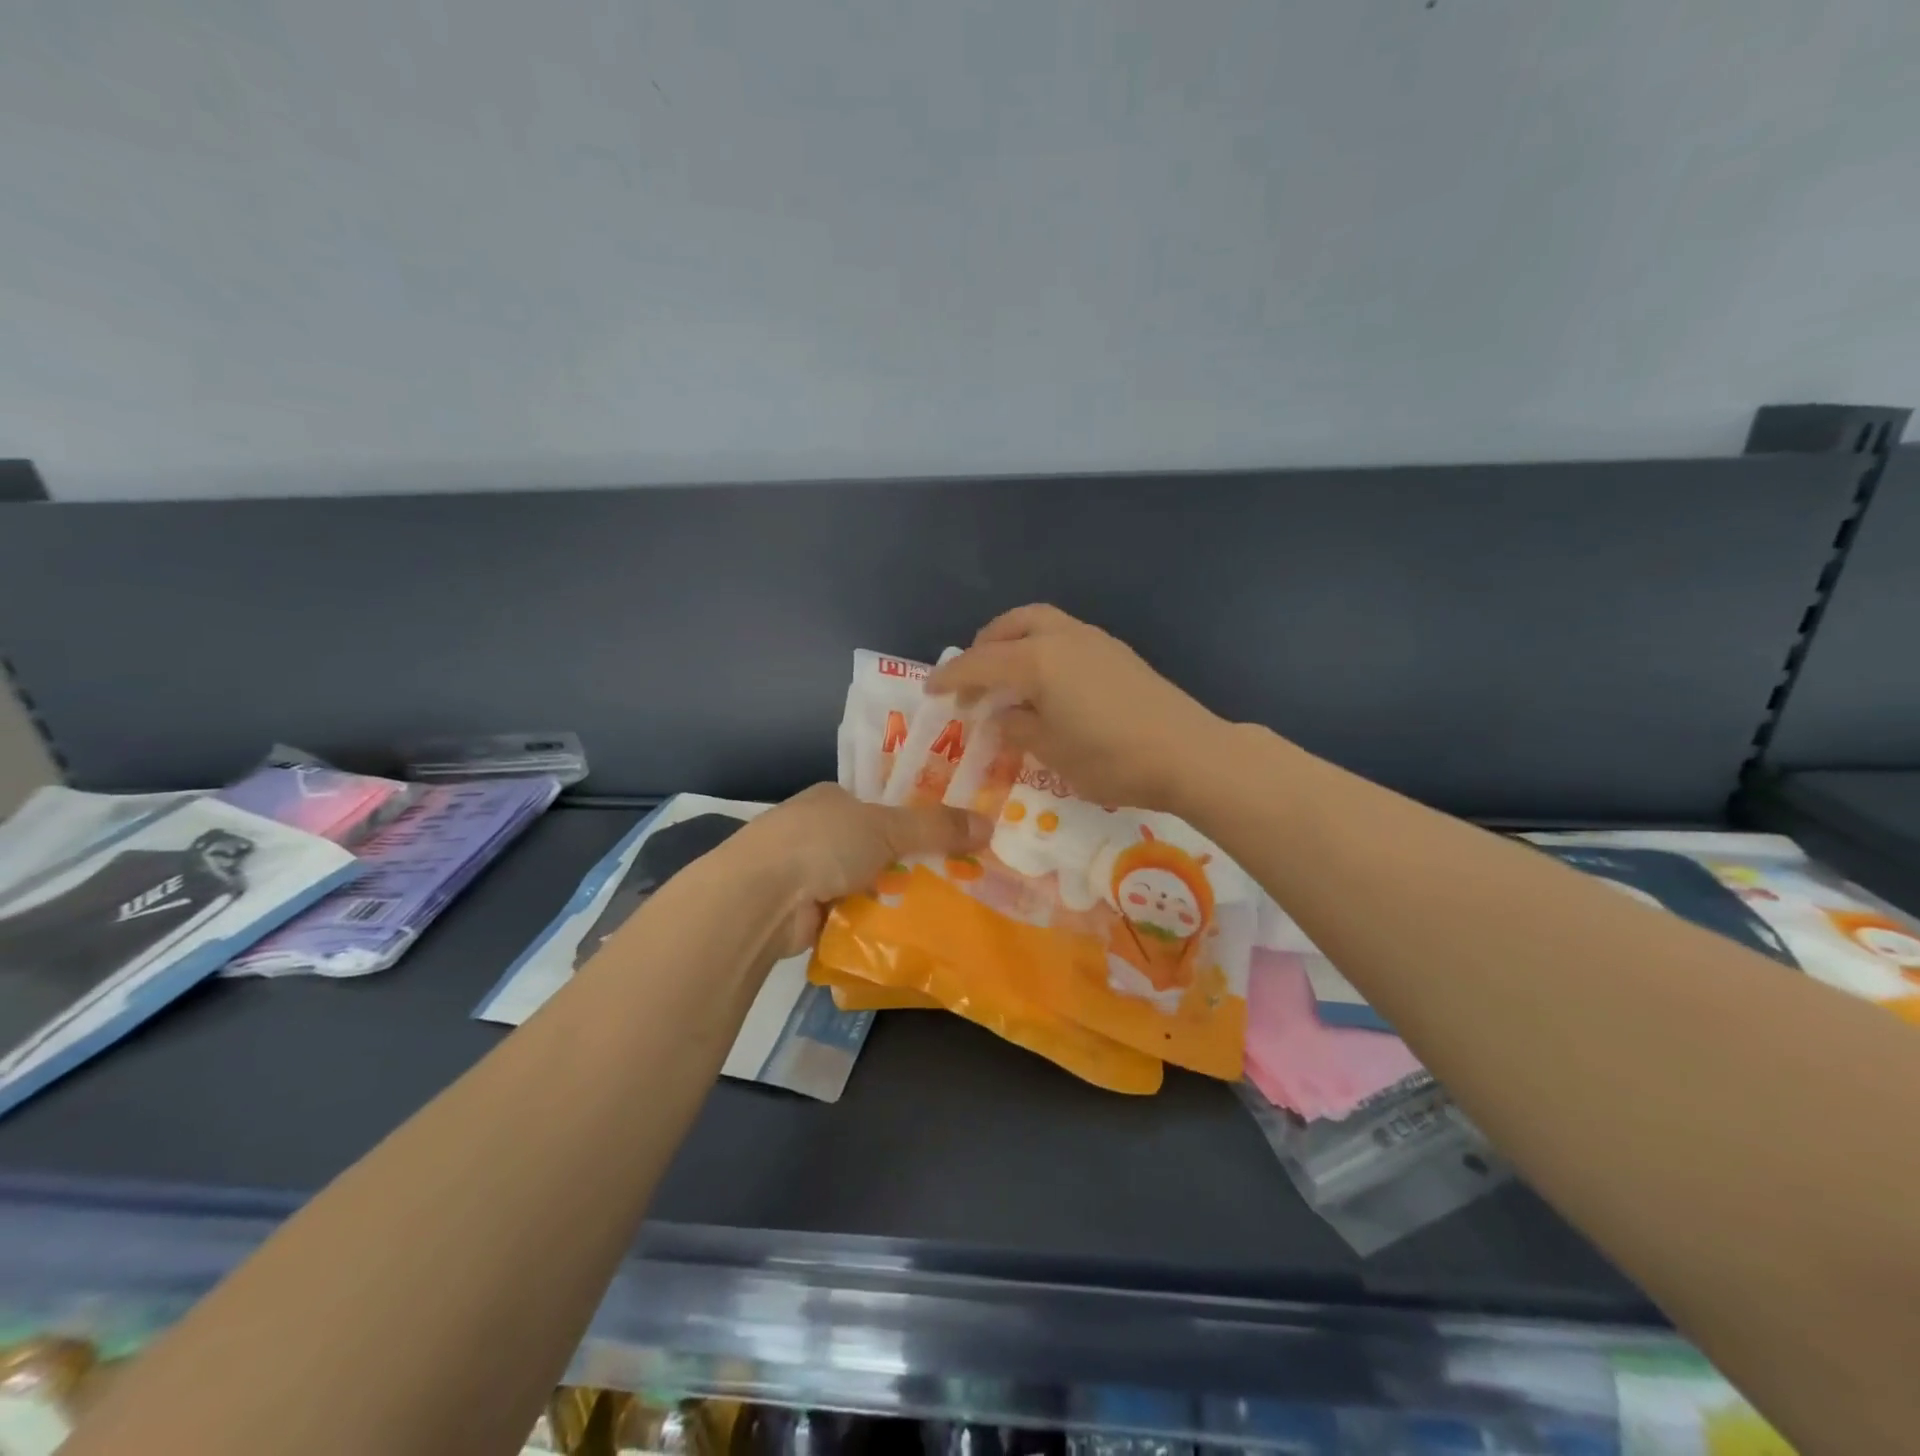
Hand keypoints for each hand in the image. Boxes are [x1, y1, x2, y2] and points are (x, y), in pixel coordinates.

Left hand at [728, 784, 988, 958]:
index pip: (880, 805)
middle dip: (907, 862)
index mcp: (832, 798)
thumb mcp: (887, 828)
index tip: (951, 836)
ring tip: (941, 908)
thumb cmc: (823, 843)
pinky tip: (904, 931)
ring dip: (890, 895)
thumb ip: (936, 827)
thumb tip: (989, 826)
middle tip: (956, 877)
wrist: (760, 897)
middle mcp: (817, 830)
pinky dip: (871, 921)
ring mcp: (807, 872)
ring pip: (864, 882)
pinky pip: (850, 914)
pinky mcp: (803, 911)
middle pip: (874, 846)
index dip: (914, 819)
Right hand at [928, 604, 1227, 812]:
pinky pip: (1064, 636)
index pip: (980, 663)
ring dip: (1015, 642)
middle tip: (972, 678)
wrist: (1189, 754)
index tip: (929, 690)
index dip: (951, 677)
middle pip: (1011, 625)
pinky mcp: (1116, 652)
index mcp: (1038, 660)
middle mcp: (1062, 638)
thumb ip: (1018, 728)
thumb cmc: (1112, 758)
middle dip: (984, 645)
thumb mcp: (1052, 752)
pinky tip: (1047, 684)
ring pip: (1041, 624)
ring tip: (1007, 677)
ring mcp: (1094, 640)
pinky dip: (1042, 649)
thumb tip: (1001, 717)